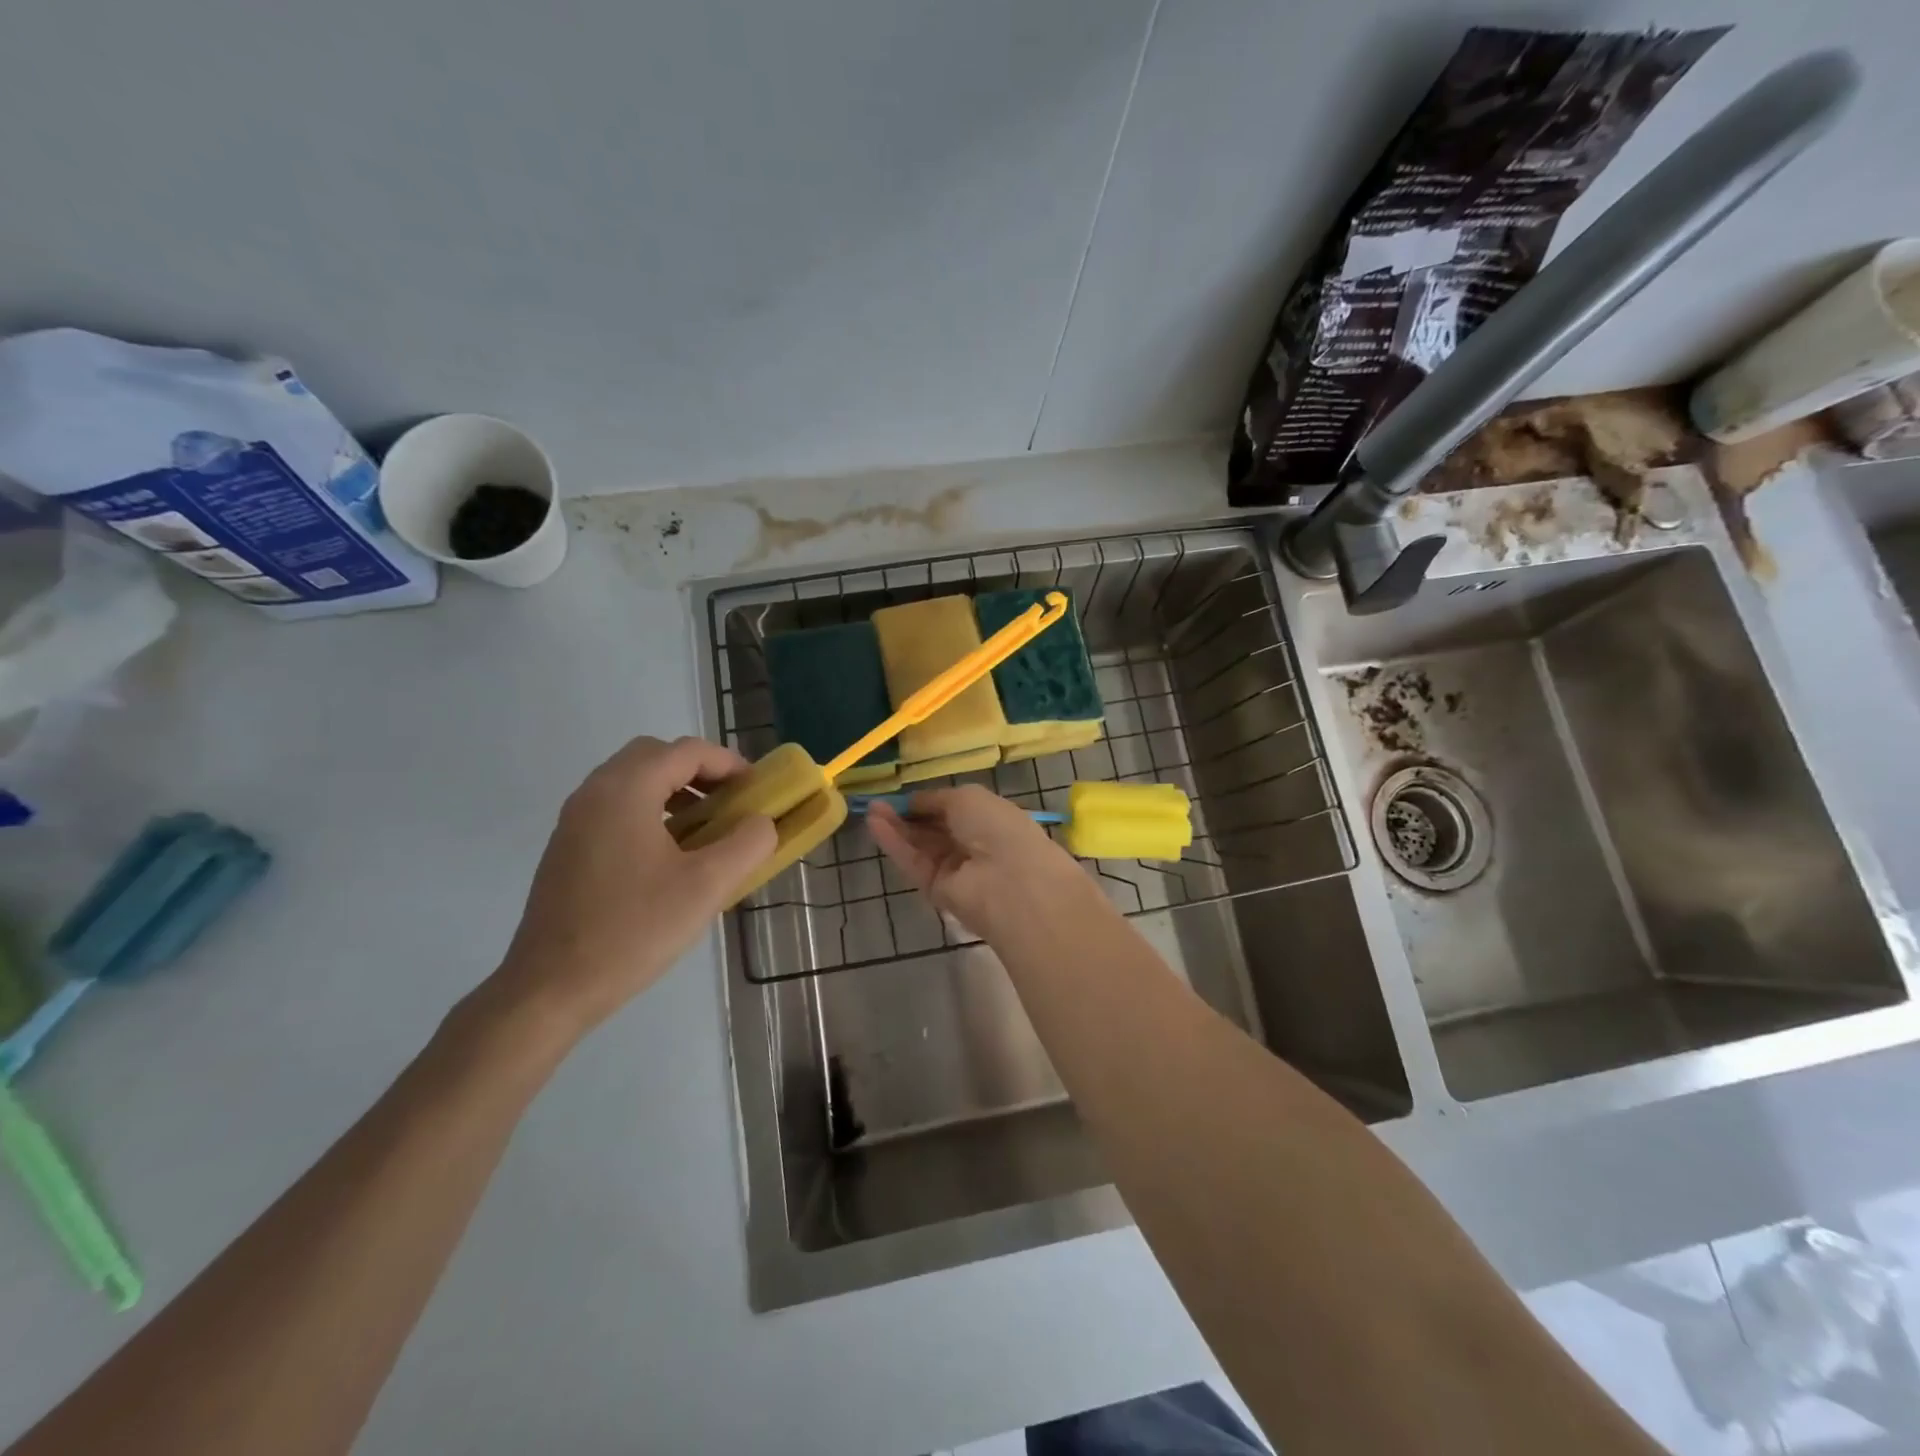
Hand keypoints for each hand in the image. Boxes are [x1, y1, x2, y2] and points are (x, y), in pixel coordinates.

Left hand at [488, 736, 775, 1036]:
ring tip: (706, 828)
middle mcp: (594, 792)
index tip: (758, 790)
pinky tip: (670, 855)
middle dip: (699, 771)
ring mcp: (574, 820)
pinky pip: (615, 807)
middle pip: (655, 755)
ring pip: (632, 780)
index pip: (687, 751)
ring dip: (674, 790)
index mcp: (626, 791)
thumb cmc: (633, 930)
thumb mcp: (707, 887)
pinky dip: (650, 810)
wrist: (550, 988)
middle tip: (731, 802)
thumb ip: (747, 844)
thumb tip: (761, 822)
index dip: (729, 763)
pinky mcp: (567, 848)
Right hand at [868, 785, 1104, 939]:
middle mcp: (972, 844)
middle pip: (932, 829)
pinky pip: (913, 863)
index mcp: (988, 819)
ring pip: (920, 846)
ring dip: (895, 827)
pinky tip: (874, 824)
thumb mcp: (967, 797)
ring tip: (870, 810)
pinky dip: (894, 844)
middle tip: (876, 803)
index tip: (900, 794)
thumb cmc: (996, 828)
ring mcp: (954, 869)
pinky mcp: (937, 891)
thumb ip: (936, 799)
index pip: (952, 809)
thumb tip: (914, 802)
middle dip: (906, 815)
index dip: (926, 802)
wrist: (1008, 882)